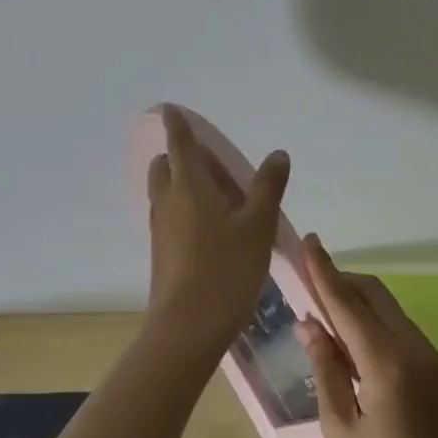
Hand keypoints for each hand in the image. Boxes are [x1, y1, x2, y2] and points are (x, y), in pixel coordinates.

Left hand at [145, 106, 289, 354]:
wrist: (187, 328)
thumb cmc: (226, 270)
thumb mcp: (258, 226)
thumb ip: (268, 187)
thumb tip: (277, 154)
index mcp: (188, 186)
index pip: (179, 143)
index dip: (176, 124)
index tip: (170, 109)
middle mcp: (167, 201)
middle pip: (167, 166)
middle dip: (184, 157)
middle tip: (219, 168)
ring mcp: (160, 228)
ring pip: (167, 192)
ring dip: (185, 184)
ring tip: (222, 199)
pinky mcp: (161, 251)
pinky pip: (170, 215)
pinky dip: (185, 208)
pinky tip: (213, 230)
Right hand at [297, 236, 437, 437]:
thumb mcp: (340, 428)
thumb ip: (326, 368)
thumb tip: (310, 324)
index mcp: (387, 365)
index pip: (348, 304)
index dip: (324, 271)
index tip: (309, 241)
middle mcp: (418, 352)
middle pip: (376, 296)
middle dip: (343, 282)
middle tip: (312, 283)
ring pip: (394, 315)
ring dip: (362, 308)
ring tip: (331, 322)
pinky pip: (408, 338)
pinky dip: (381, 331)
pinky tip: (363, 355)